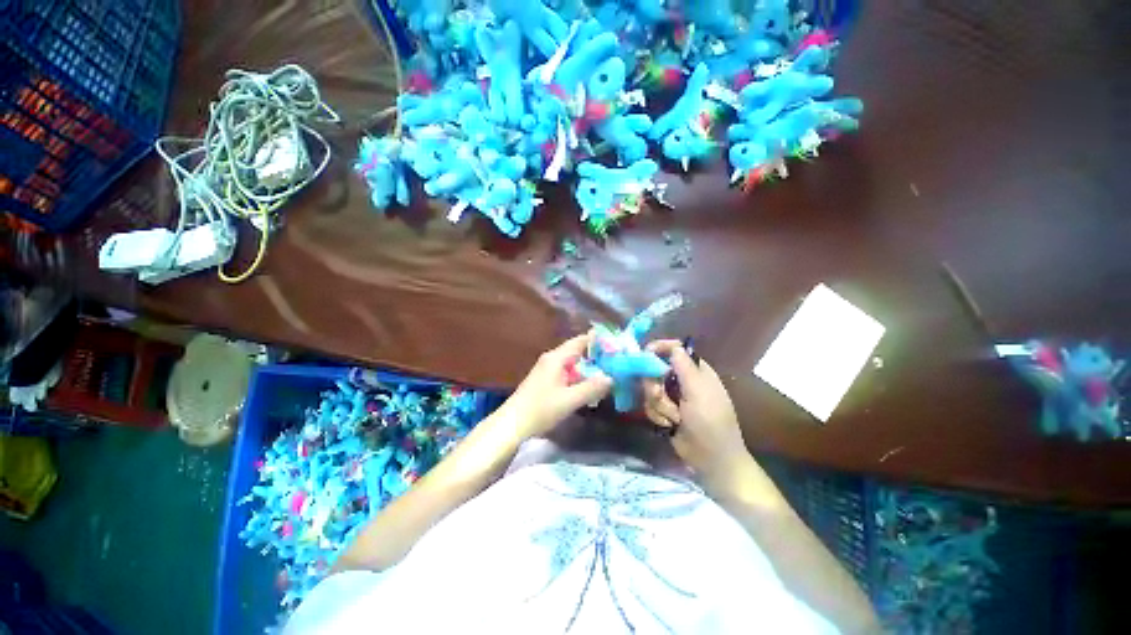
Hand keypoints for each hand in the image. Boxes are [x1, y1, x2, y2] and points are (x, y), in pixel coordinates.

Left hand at [498, 333, 612, 439]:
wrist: (512, 424)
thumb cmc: (540, 409)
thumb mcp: (569, 400)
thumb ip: (591, 388)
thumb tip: (611, 377)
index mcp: (557, 358)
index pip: (581, 341)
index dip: (598, 341)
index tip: (616, 346)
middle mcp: (552, 359)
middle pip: (578, 352)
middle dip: (596, 357)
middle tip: (616, 364)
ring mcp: (547, 369)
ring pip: (573, 364)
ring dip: (588, 369)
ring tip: (608, 376)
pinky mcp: (546, 381)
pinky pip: (567, 373)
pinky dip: (579, 378)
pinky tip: (589, 389)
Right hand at [642, 340, 749, 483]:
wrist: (712, 459)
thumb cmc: (710, 422)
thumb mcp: (699, 391)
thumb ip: (684, 366)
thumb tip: (674, 346)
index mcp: (696, 371)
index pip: (674, 350)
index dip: (659, 348)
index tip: (645, 352)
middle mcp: (683, 380)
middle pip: (655, 370)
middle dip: (655, 386)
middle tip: (660, 396)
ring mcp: (672, 397)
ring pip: (650, 389)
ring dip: (659, 406)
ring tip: (673, 418)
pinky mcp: (664, 411)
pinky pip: (650, 405)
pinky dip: (658, 416)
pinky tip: (669, 426)